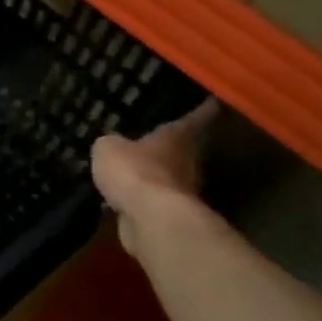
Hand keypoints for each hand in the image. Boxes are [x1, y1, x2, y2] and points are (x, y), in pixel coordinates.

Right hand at [91, 99, 217, 257]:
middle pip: (187, 149)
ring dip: (157, 175)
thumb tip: (111, 146)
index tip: (212, 101)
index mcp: (178, 137)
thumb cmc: (135, 171)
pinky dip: (143, 198)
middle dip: (174, 145)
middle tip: (157, 138)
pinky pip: (154, 200)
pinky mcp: (170, 215)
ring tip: (135, 169)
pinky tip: (125, 197)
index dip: (203, 109)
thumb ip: (111, 144)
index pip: (196, 117)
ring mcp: (183, 190)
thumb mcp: (109, 149)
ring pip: (170, 176)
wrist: (150, 219)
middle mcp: (188, 161)